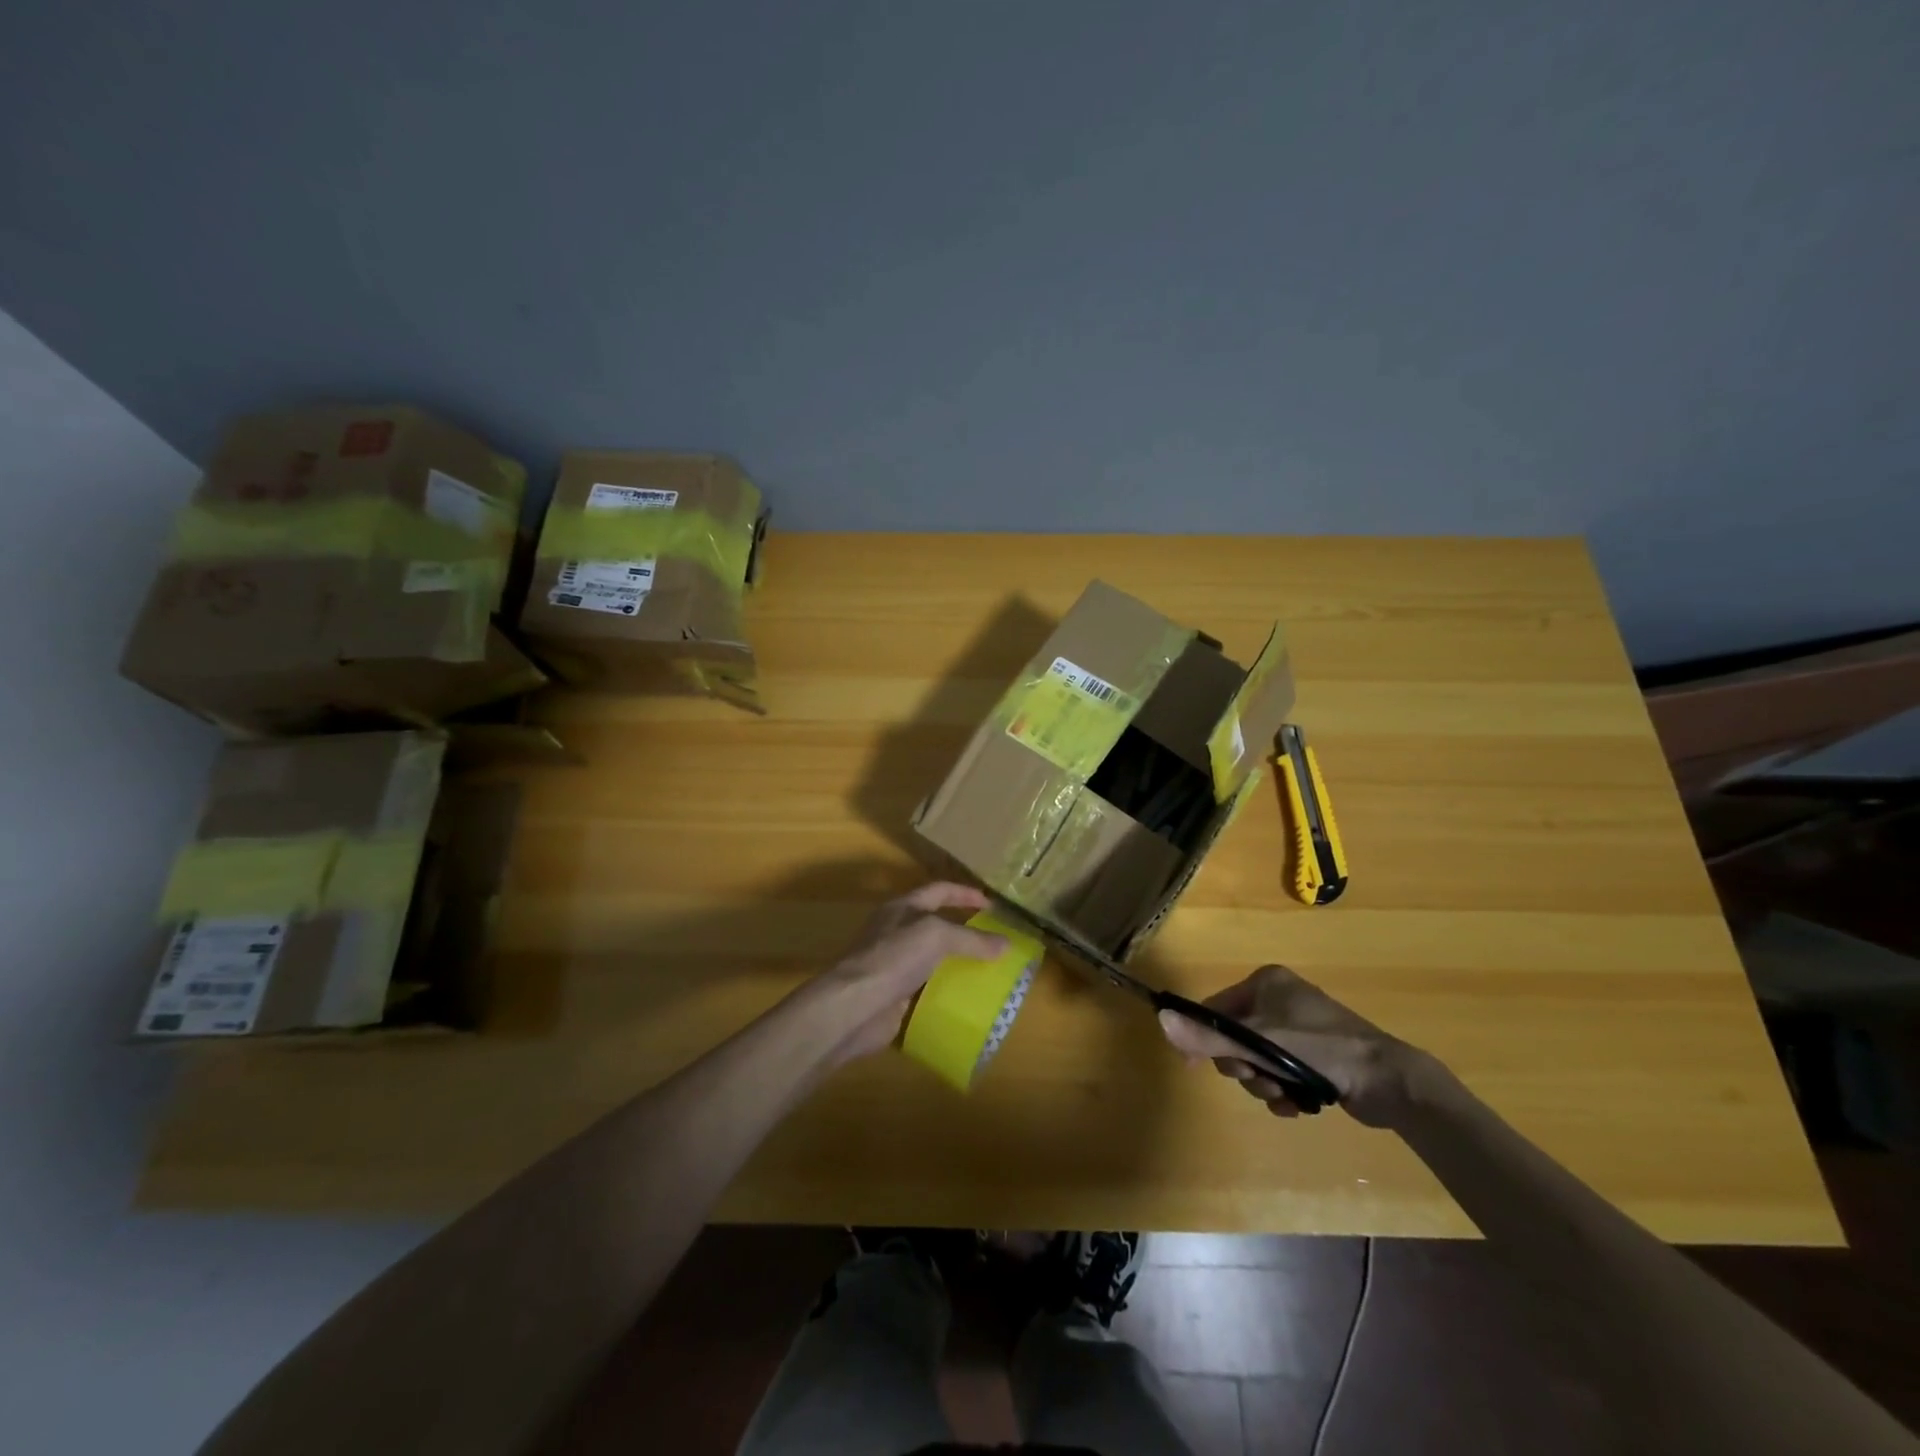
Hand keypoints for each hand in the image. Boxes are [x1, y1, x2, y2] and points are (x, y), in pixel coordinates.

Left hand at [814, 883, 1007, 1063]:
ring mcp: (894, 966)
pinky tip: (968, 1002)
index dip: (965, 894)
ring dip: (958, 966)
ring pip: (933, 961)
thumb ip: (971, 939)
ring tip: (989, 973)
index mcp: (902, 908)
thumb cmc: (893, 958)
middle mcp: (897, 933)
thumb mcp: (936, 936)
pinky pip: (927, 992)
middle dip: (965, 932)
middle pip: (936, 926)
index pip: (939, 891)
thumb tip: (1005, 944)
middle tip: (995, 943)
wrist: (855, 1006)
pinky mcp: (895, 997)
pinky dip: (947, 995)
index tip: (992, 905)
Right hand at [1157, 964, 1436, 1126]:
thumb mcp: (1259, 1042)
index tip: (1198, 1067)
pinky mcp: (1316, 1056)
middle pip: (1236, 1038)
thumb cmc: (1321, 1049)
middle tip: (1261, 1079)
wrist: (1390, 1082)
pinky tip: (1297, 1105)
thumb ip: (1209, 1035)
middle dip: (1244, 1066)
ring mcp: (1300, 1028)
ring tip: (1285, 1096)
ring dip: (1264, 1083)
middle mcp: (1280, 999)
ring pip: (1258, 1060)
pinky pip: (1280, 1072)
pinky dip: (1283, 1091)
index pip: (1215, 1008)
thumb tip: (1160, 1020)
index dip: (1204, 1037)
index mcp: (1265, 982)